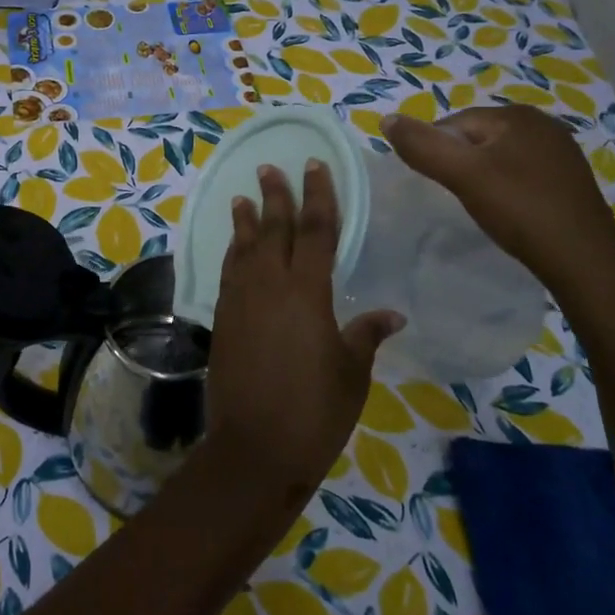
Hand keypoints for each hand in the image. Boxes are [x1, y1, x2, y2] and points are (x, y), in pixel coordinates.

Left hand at [203, 160, 403, 505]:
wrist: (255, 447)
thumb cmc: (315, 410)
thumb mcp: (351, 373)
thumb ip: (365, 335)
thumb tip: (391, 315)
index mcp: (307, 292)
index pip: (316, 230)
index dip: (317, 196)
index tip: (314, 167)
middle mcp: (269, 285)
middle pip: (273, 229)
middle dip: (275, 196)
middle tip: (270, 168)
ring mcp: (240, 301)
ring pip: (244, 248)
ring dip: (246, 220)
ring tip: (244, 197)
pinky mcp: (222, 320)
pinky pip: (228, 273)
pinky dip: (232, 253)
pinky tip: (234, 248)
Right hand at [380, 107, 614, 294]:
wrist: (584, 260)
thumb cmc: (519, 209)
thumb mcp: (462, 175)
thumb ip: (422, 146)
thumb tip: (387, 119)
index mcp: (516, 115)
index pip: (454, 123)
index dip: (436, 152)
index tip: (436, 184)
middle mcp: (543, 124)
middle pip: (477, 138)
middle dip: (460, 163)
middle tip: (455, 197)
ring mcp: (560, 152)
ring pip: (499, 157)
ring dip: (483, 177)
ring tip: (479, 207)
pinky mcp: (569, 179)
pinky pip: (522, 174)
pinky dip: (507, 188)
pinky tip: (508, 211)